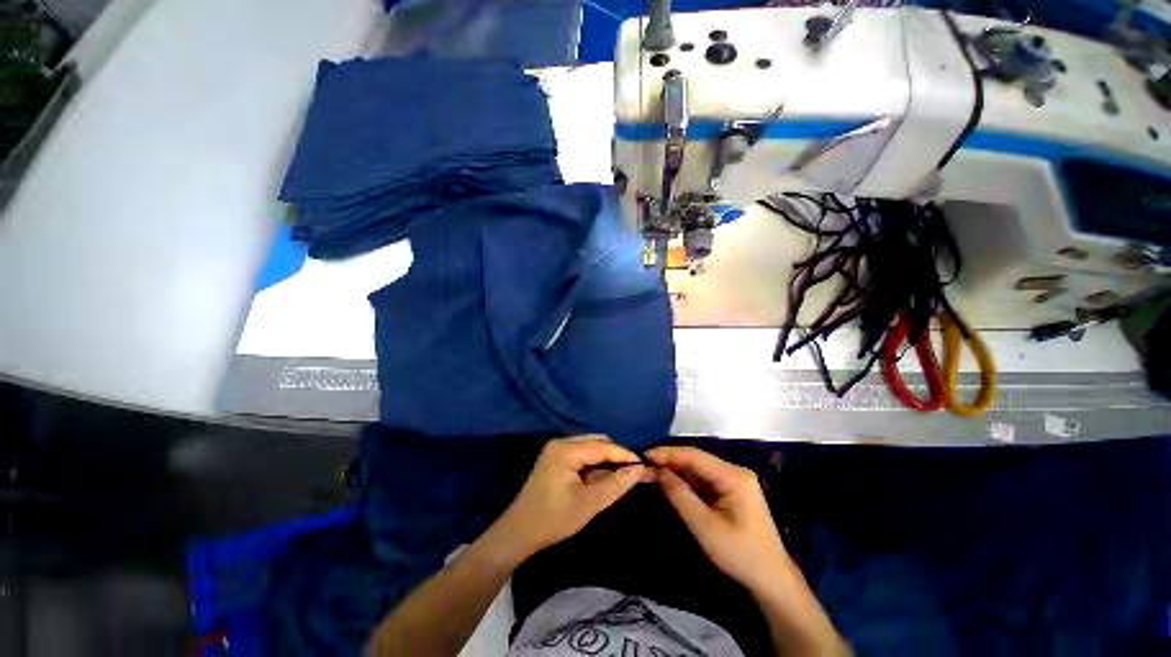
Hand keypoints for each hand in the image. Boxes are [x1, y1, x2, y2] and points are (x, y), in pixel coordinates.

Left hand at [486, 435, 650, 561]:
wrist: (518, 533)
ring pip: (590, 447)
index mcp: (566, 450)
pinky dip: (594, 464)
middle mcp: (561, 442)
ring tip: (621, 476)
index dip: (624, 454)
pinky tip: (602, 478)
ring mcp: (556, 449)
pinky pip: (581, 454)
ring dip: (605, 460)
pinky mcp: (555, 458)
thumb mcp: (589, 504)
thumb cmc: (553, 519)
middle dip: (615, 455)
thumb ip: (616, 485)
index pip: (603, 446)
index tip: (644, 465)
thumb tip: (639, 470)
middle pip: (597, 441)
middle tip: (633, 472)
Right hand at [647, 446, 792, 597]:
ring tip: (651, 472)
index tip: (645, 455)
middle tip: (644, 465)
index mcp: (734, 476)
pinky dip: (685, 482)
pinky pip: (702, 480)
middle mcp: (734, 472)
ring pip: (697, 469)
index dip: (668, 453)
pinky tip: (669, 482)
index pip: (695, 456)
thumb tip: (656, 471)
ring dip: (675, 471)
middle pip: (696, 460)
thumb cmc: (739, 554)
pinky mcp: (729, 491)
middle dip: (669, 462)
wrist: (771, 581)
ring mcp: (733, 481)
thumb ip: (679, 495)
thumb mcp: (705, 526)